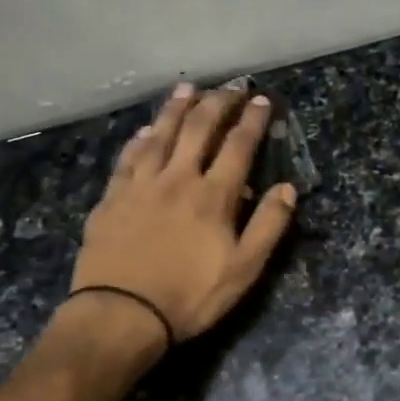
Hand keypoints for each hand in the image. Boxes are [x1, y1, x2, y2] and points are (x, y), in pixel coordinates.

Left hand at [70, 84, 296, 341]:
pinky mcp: (112, 198)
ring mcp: (140, 185)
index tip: (261, 100)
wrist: (121, 314)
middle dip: (217, 103)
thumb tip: (287, 188)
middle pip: (198, 129)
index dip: (252, 121)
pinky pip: (127, 159)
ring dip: (176, 109)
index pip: (238, 147)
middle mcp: (177, 178)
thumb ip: (268, 226)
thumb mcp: (244, 269)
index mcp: (213, 195)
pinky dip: (140, 140)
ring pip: (160, 135)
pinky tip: (145, 131)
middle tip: (229, 86)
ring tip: (187, 88)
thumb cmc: (190, 296)